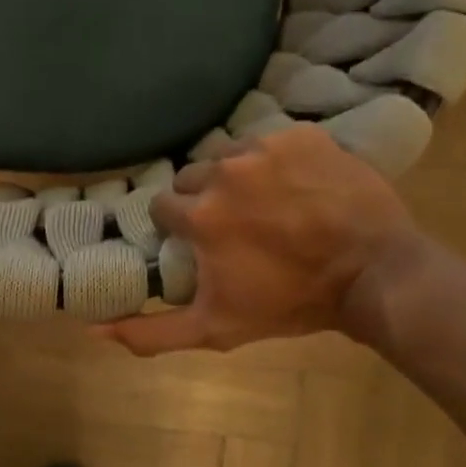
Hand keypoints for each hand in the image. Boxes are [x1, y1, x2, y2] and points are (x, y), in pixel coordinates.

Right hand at [102, 124, 419, 354]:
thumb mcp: (215, 328)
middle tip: (237, 224)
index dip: (180, 225)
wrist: (373, 275)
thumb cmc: (290, 304)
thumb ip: (152, 332)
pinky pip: (271, 140)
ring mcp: (265, 147)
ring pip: (230, 154)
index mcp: (199, 214)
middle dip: (207, 199)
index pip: (164, 205)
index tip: (202, 240)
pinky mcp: (301, 134)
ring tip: (268, 202)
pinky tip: (297, 185)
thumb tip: (92, 330)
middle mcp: (223, 171)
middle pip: (194, 176)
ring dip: (240, 176)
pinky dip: (277, 160)